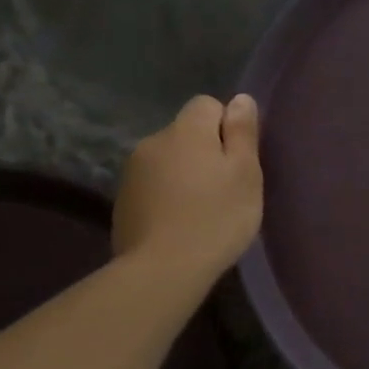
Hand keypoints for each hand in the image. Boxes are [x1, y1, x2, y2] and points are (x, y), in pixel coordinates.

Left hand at [114, 95, 262, 276]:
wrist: (162, 269)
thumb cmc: (216, 217)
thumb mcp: (246, 174)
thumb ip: (243, 132)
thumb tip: (240, 99)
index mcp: (186, 131)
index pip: (207, 104)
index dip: (226, 127)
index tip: (237, 160)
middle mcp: (153, 141)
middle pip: (186, 133)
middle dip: (205, 151)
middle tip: (225, 189)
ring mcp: (132, 171)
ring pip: (168, 159)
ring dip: (184, 173)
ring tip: (201, 209)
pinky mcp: (122, 200)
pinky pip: (153, 184)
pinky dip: (167, 195)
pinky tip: (179, 223)